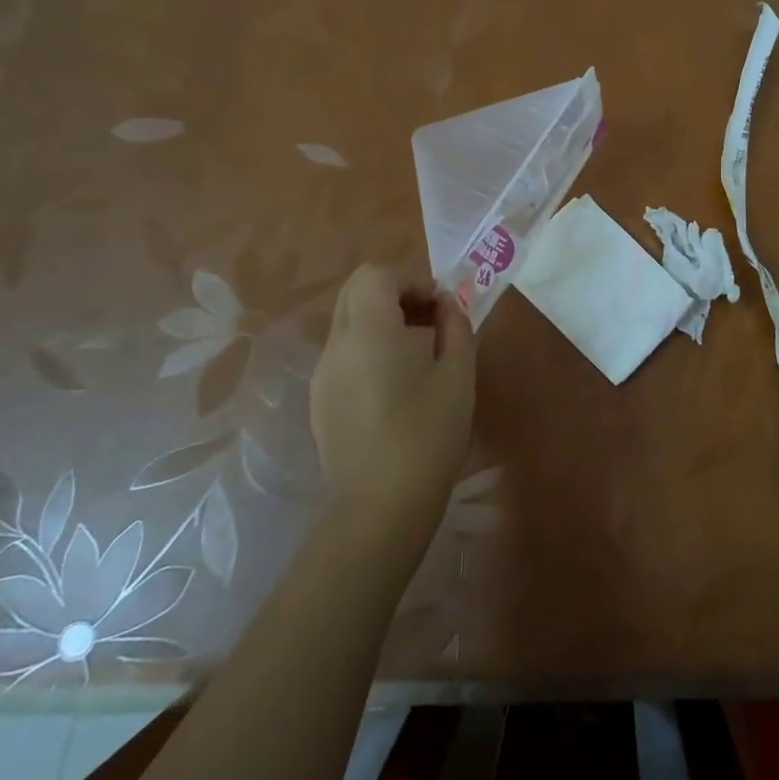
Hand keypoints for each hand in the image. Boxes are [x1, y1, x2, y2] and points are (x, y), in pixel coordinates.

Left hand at [310, 265, 475, 521]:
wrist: (382, 505)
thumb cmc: (429, 434)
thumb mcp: (459, 374)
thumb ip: (455, 326)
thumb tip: (445, 305)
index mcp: (369, 330)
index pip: (376, 274)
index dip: (410, 279)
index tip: (438, 307)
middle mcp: (337, 344)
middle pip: (355, 291)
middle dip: (394, 293)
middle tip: (427, 322)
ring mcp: (323, 373)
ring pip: (347, 322)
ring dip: (380, 320)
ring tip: (415, 355)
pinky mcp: (319, 400)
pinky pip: (342, 353)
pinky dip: (367, 348)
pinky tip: (393, 386)